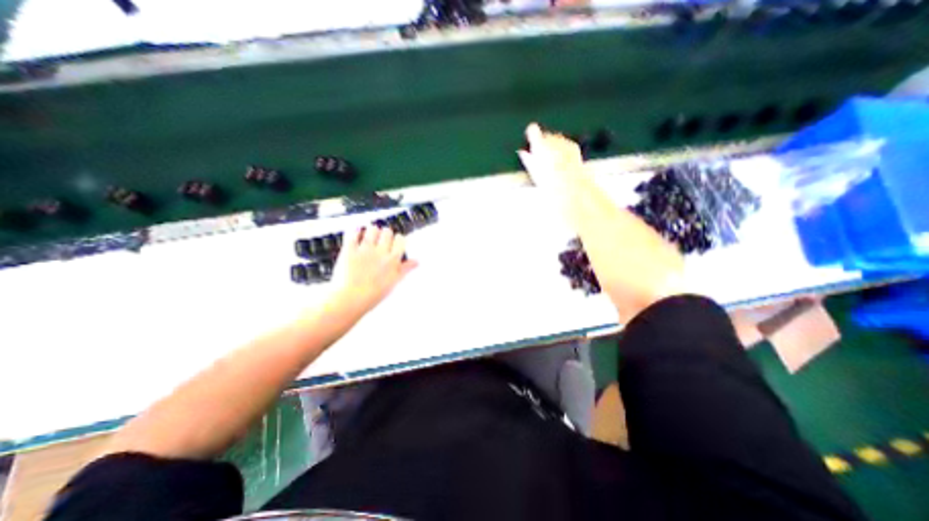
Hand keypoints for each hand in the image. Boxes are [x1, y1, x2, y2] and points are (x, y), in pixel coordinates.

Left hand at [326, 228, 413, 317]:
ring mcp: (364, 250)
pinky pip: (352, 234)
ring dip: (372, 230)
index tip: (395, 242)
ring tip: (370, 234)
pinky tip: (356, 232)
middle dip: (385, 233)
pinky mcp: (349, 250)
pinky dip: (355, 231)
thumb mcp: (394, 282)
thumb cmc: (374, 294)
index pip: (400, 240)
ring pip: (372, 230)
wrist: (351, 299)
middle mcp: (380, 252)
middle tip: (382, 238)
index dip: (398, 239)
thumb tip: (417, 261)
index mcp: (393, 260)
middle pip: (387, 233)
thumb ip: (405, 269)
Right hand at [519, 121, 582, 191]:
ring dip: (554, 146)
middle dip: (544, 142)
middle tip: (543, 156)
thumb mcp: (532, 170)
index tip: (531, 139)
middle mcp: (551, 138)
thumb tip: (522, 152)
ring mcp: (563, 141)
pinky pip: (566, 144)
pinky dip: (564, 151)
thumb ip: (526, 158)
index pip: (532, 129)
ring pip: (556, 138)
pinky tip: (563, 163)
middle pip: (545, 135)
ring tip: (554, 162)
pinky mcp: (573, 145)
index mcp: (539, 143)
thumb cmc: (546, 178)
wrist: (566, 182)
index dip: (531, 133)